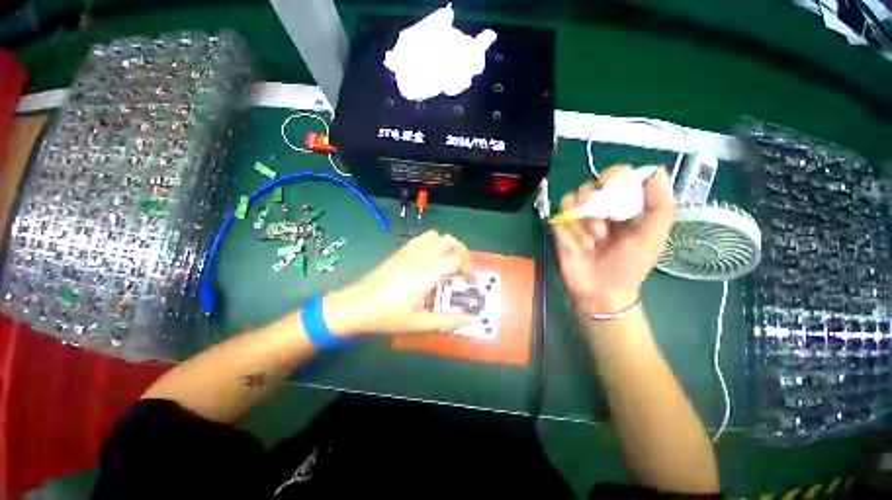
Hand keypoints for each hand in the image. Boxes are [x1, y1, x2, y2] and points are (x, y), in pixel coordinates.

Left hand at [323, 230, 475, 335]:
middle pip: (449, 241)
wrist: (353, 306)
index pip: (456, 259)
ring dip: (447, 245)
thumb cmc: (386, 316)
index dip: (469, 268)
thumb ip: (447, 321)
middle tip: (462, 269)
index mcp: (426, 274)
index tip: (469, 282)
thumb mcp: (418, 324)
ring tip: (448, 262)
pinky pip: (421, 239)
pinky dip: (432, 243)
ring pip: (435, 235)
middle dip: (462, 252)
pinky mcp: (399, 252)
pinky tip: (429, 260)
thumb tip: (470, 320)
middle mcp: (419, 257)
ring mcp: (408, 252)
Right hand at [552, 165, 674, 314]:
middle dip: (596, 205)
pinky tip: (578, 245)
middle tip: (605, 229)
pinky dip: (569, 229)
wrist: (602, 291)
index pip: (617, 177)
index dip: (613, 175)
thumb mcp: (654, 237)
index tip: (610, 184)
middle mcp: (600, 209)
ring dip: (583, 220)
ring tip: (593, 241)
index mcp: (624, 206)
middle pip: (590, 186)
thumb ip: (660, 205)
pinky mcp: (562, 230)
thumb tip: (655, 171)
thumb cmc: (630, 265)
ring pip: (572, 200)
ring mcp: (579, 219)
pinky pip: (560, 217)